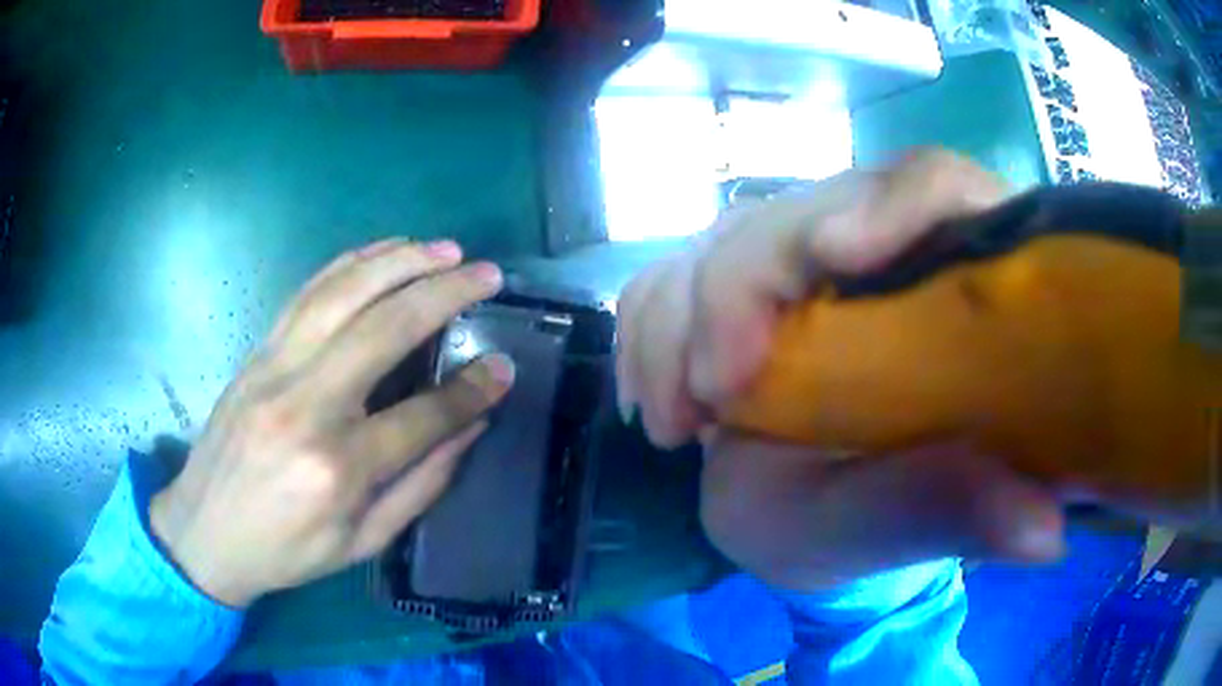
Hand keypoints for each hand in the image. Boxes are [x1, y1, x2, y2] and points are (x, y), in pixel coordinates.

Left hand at [150, 239, 514, 607]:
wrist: (204, 532)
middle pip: (386, 329)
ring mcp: (275, 368)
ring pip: (344, 293)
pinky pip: (308, 293)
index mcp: (338, 468)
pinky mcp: (257, 352)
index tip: (506, 367)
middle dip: (445, 294)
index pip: (424, 415)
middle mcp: (307, 405)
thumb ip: (422, 485)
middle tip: (487, 275)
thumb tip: (471, 426)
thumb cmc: (287, 551)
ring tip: (444, 249)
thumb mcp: (362, 542)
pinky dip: (351, 263)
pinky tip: (384, 251)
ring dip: (400, 261)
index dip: (473, 390)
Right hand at [616, 149, 1065, 588]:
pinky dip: (648, 330)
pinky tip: (657, 402)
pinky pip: (673, 269)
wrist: (810, 513)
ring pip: (724, 235)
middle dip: (737, 291)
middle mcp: (879, 251)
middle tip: (709, 398)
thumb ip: (959, 513)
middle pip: (805, 209)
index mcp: (953, 283)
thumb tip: (1045, 533)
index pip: (937, 186)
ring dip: (676, 319)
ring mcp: (799, 260)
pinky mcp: (739, 283)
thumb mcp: (903, 528)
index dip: (893, 202)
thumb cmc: (871, 524)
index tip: (834, 256)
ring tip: (674, 424)